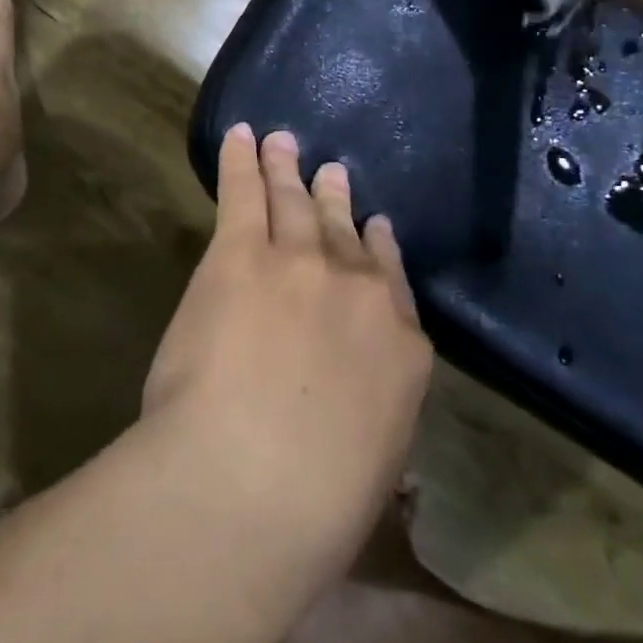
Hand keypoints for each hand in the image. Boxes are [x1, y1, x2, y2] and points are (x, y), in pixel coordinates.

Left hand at [144, 126, 431, 583]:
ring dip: (289, 168)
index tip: (375, 228)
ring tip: (285, 143)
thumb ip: (374, 429)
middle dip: (338, 201)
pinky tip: (242, 136)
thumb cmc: (315, 506)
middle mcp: (360, 291)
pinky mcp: (242, 251)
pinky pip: (244, 191)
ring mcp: (302, 262)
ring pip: (297, 201)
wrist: (253, 482)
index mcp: (401, 351)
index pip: (393, 286)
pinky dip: (242, 159)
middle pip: (347, 234)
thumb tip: (374, 438)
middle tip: (334, 173)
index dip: (381, 251)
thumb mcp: (371, 474)